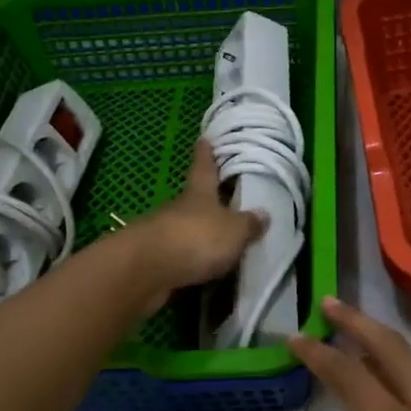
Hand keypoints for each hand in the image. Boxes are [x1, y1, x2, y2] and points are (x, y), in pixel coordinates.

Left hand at [135, 139, 265, 300]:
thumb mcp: (234, 231)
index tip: (204, 139)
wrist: (146, 271)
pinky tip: (204, 268)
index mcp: (199, 193)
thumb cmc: (196, 238)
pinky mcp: (155, 260)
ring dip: (200, 232)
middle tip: (226, 199)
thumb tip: (264, 214)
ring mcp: (164, 233)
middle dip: (208, 199)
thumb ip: (249, 224)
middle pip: (195, 198)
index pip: (203, 166)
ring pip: (186, 227)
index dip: (205, 154)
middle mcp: (180, 208)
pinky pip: (180, 255)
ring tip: (221, 241)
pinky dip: (192, 259)